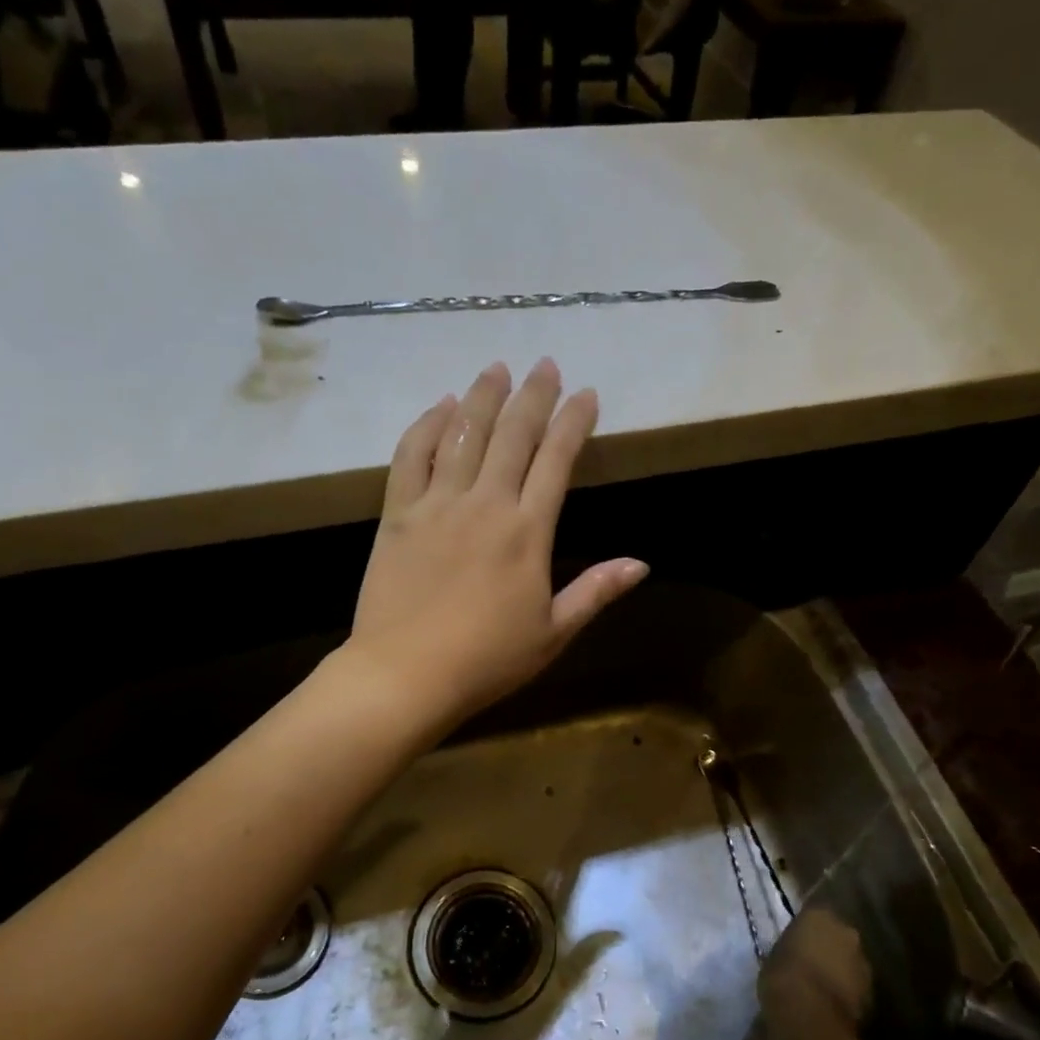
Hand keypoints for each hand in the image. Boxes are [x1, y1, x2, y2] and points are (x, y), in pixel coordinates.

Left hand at [343, 359, 648, 733]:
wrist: (406, 674)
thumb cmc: (487, 660)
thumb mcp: (553, 633)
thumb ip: (595, 592)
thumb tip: (641, 563)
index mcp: (528, 532)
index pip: (556, 460)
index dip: (574, 422)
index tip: (586, 394)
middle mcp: (485, 504)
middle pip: (513, 434)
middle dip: (534, 395)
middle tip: (545, 365)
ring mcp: (438, 504)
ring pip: (463, 433)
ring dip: (482, 396)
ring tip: (496, 368)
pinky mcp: (398, 514)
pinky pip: (411, 456)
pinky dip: (427, 425)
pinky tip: (440, 406)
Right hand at [760, 908, 873, 1038]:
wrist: (808, 1017)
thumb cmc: (782, 977)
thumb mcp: (775, 955)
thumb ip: (791, 948)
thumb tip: (795, 954)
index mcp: (819, 916)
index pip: (813, 916)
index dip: (805, 931)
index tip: (796, 943)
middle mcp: (846, 932)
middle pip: (837, 937)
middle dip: (827, 949)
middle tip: (810, 965)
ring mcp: (863, 963)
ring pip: (850, 963)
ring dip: (839, 972)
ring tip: (819, 990)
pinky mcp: (873, 994)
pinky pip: (856, 988)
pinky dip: (846, 994)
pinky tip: (830, 1007)